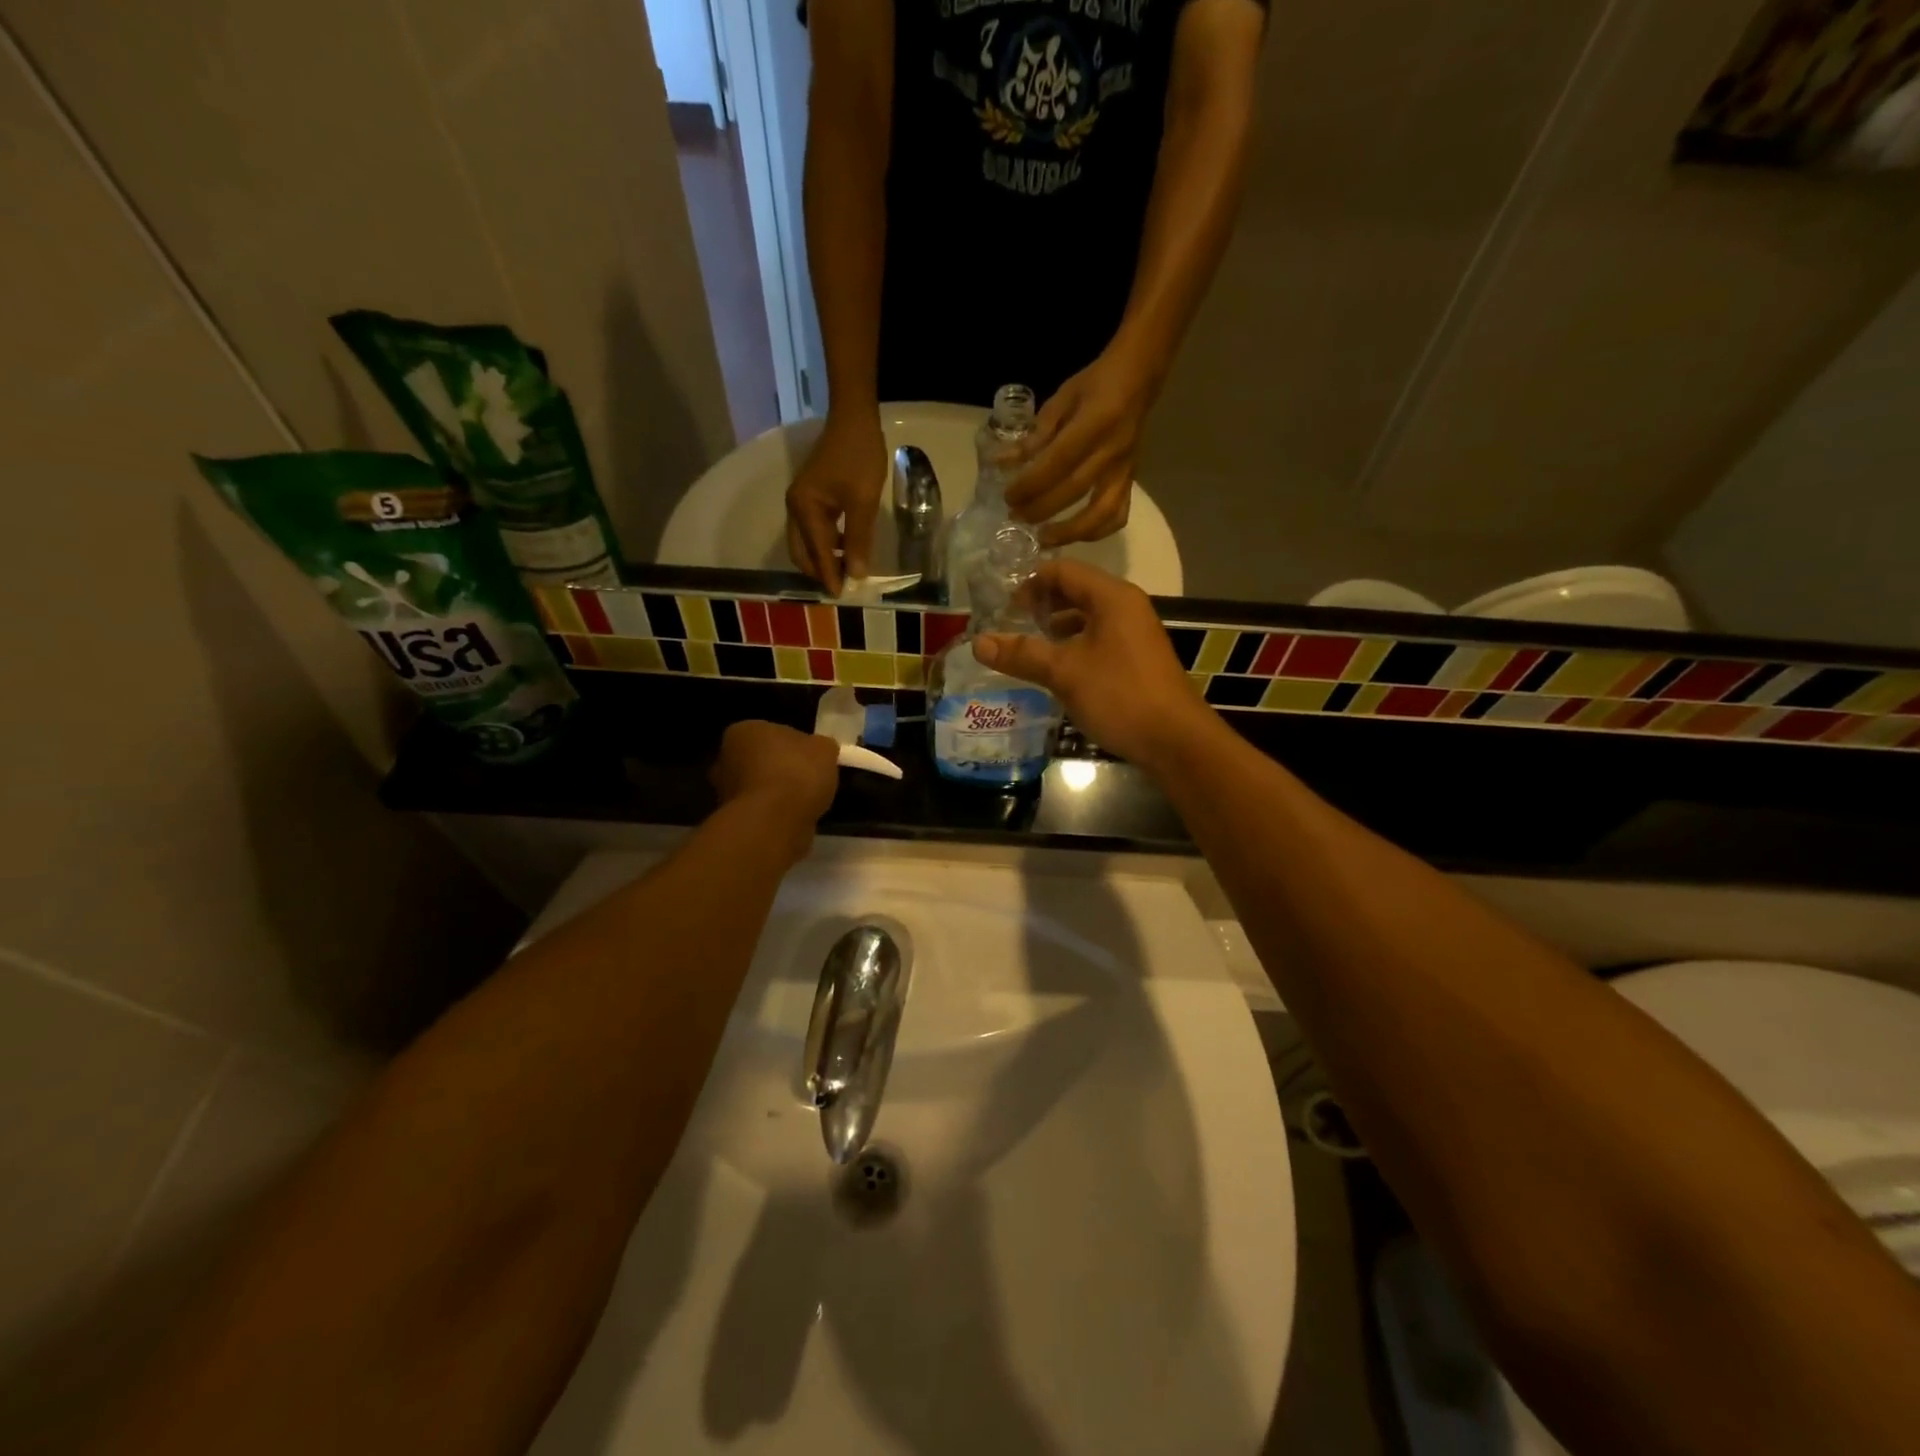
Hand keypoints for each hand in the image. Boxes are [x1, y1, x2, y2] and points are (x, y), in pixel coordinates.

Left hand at [711, 721, 839, 859]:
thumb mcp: (825, 749)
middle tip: (807, 780)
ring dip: (777, 794)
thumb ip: (821, 746)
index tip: (811, 758)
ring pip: (759, 788)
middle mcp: (726, 758)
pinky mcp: (734, 820)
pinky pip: (761, 811)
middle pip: (760, 761)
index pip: (771, 732)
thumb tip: (819, 750)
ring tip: (806, 802)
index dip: (794, 745)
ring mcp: (726, 792)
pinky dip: (776, 814)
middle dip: (780, 769)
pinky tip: (795, 818)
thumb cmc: (796, 773)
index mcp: (744, 731)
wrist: (776, 822)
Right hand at [785, 413, 887, 594]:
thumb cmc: (859, 456)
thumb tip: (856, 575)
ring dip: (824, 559)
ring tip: (848, 572)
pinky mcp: (811, 498)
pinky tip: (847, 549)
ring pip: (807, 543)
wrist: (854, 417)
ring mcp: (801, 502)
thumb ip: (858, 540)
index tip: (842, 596)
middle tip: (845, 587)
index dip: (830, 576)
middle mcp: (795, 508)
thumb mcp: (863, 502)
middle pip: (802, 553)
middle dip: (821, 572)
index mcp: (803, 509)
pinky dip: (827, 545)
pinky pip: (814, 531)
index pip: (816, 553)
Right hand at [973, 559, 1214, 771]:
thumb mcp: (1064, 672)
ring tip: (1025, 647)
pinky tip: (1054, 669)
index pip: (1063, 571)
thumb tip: (978, 642)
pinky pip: (1097, 640)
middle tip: (1008, 625)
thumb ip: (1021, 654)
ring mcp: (1133, 633)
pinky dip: (1072, 646)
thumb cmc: (1120, 695)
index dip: (1029, 583)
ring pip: (1086, 618)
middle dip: (1040, 605)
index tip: (1001, 606)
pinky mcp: (1135, 659)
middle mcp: (1125, 607)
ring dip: (1055, 628)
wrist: (1175, 740)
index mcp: (1112, 597)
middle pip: (1075, 591)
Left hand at [1003, 350, 1156, 546]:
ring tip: (1042, 538)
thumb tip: (1002, 462)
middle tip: (1015, 517)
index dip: (1031, 484)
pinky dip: (1097, 532)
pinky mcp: (1131, 481)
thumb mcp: (1061, 400)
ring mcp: (1124, 469)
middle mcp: (1111, 451)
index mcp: (1094, 423)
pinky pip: (1118, 515)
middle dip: (1041, 509)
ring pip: (1101, 512)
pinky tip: (1074, 536)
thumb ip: (1034, 435)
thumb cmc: (1095, 385)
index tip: (1008, 496)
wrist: (1139, 379)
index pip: (1057, 462)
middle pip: (1074, 490)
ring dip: (1069, 531)